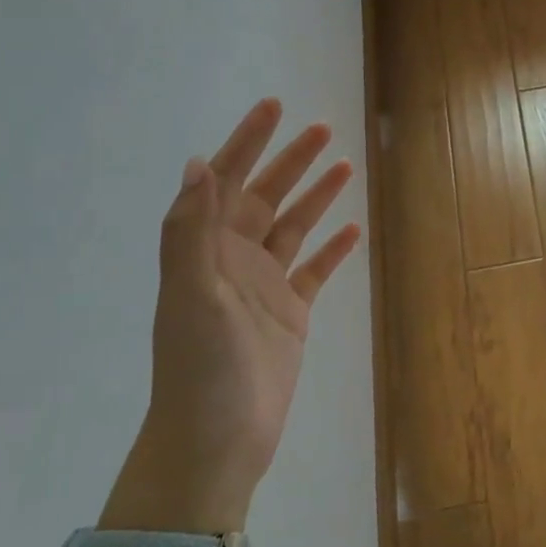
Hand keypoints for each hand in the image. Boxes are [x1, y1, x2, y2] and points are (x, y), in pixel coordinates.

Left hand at [107, 100, 360, 533]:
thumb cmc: (201, 365)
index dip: (247, 142)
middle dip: (291, 160)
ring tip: (344, 166)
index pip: (225, 181)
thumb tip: (197, 164)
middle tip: (323, 129)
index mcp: (205, 250)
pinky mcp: (291, 313)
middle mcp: (233, 260)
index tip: (274, 107)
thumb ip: (192, 230)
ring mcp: (264, 286)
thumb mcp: (192, 293)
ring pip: (293, 227)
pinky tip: (353, 230)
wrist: (217, 439)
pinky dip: (333, 248)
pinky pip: (315, 270)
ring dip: (316, 196)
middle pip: (265, 196)